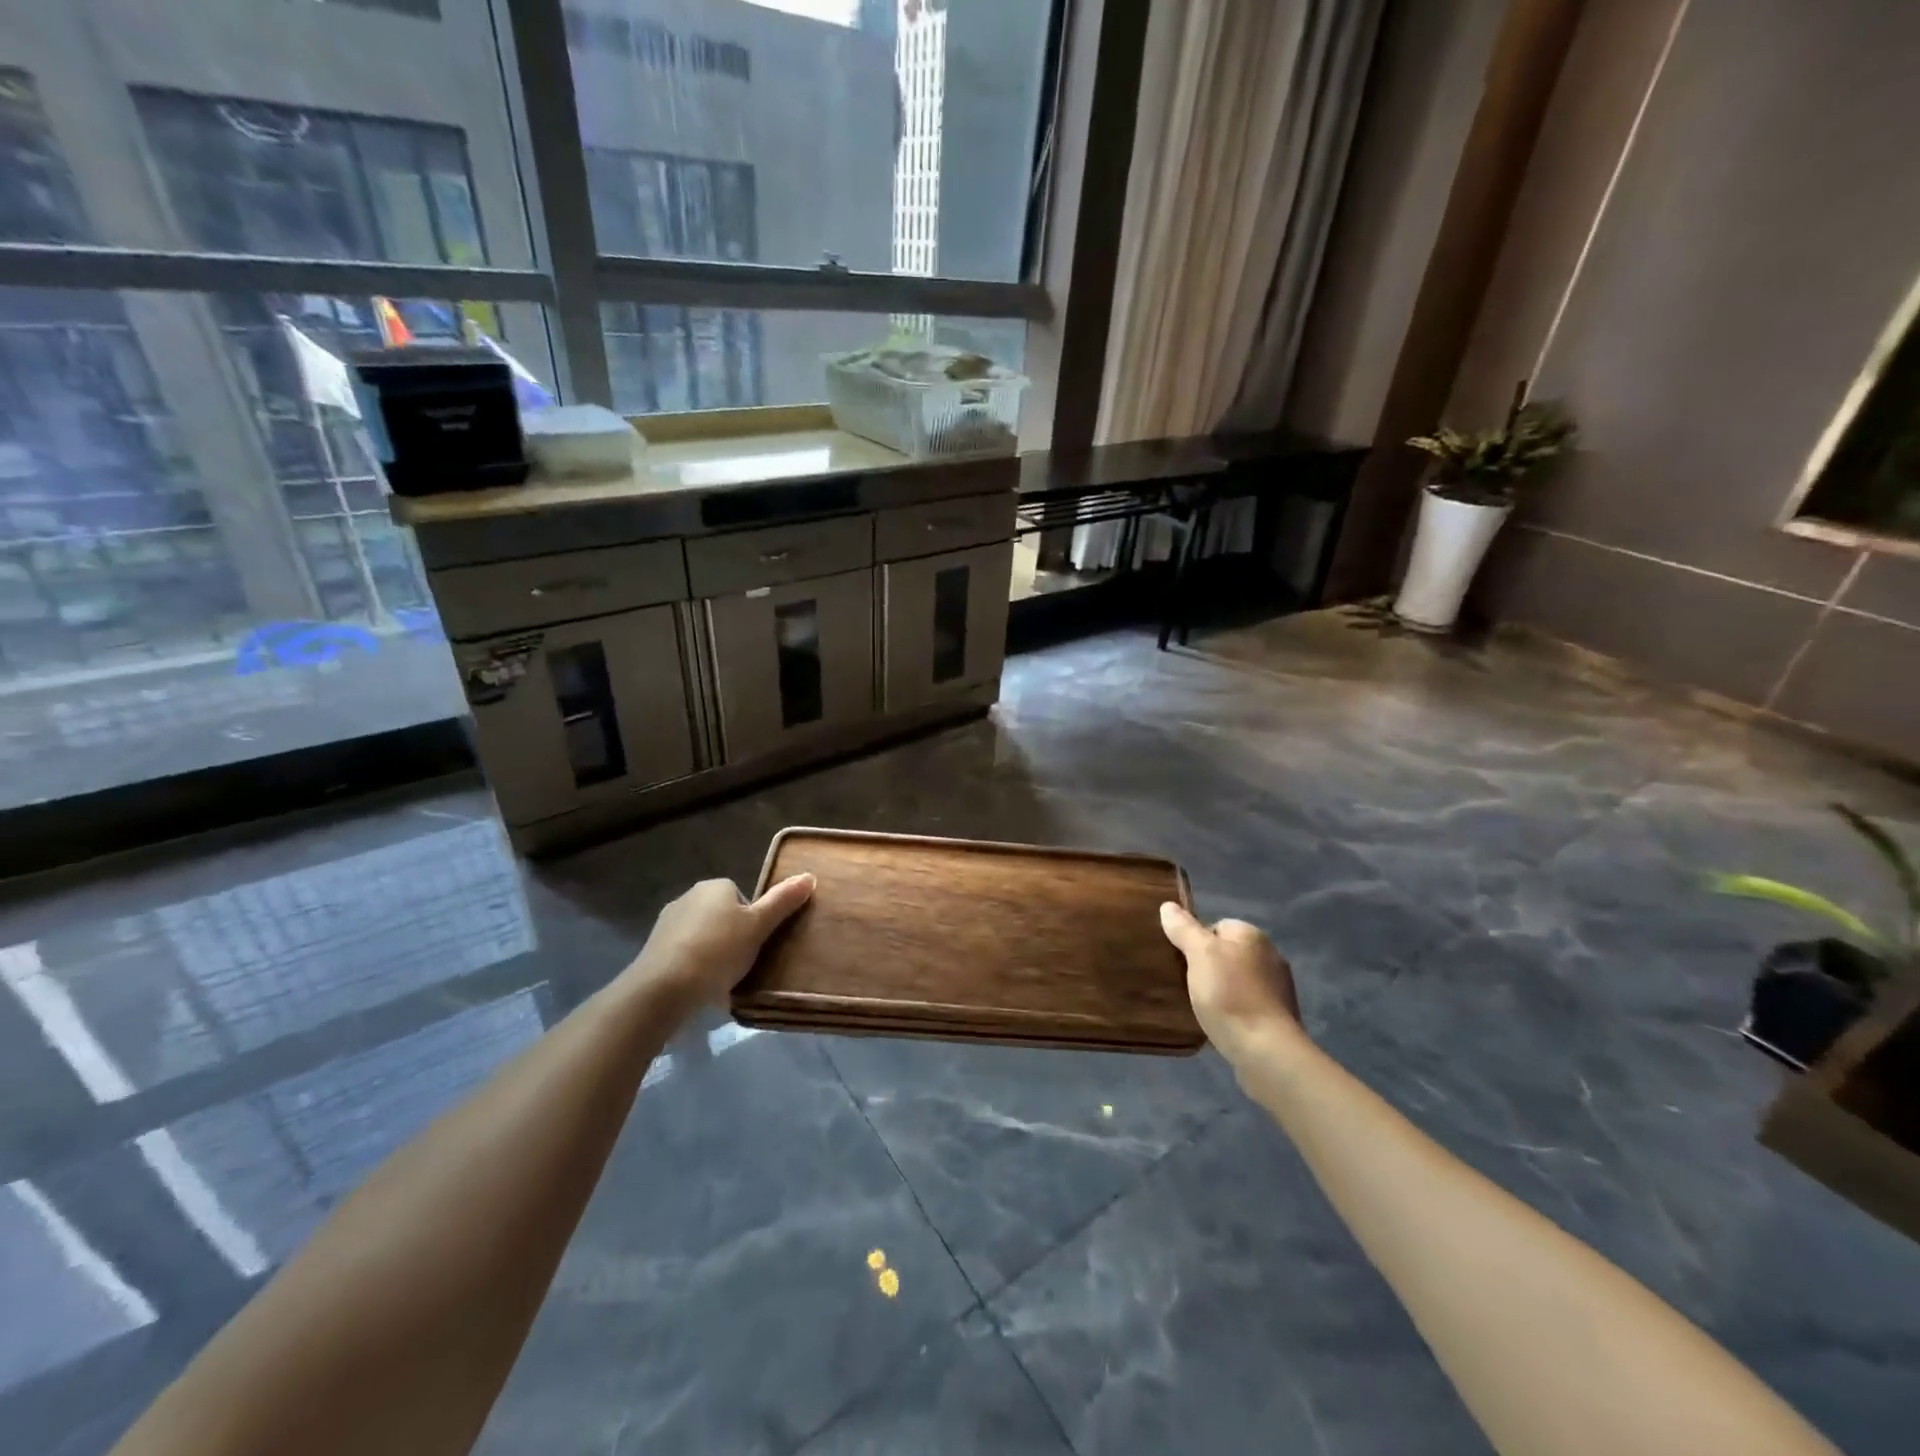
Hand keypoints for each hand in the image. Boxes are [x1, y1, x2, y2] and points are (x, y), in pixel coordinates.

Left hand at [624, 875, 814, 1013]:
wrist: (663, 987)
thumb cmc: (718, 951)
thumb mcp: (759, 926)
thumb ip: (783, 902)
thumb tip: (809, 876)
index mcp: (716, 886)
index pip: (742, 898)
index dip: (752, 921)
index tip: (755, 944)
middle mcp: (689, 896)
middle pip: (722, 915)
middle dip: (731, 936)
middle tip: (742, 963)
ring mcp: (667, 922)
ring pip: (701, 934)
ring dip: (711, 952)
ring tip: (720, 980)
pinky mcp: (652, 948)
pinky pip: (683, 953)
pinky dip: (692, 966)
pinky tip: (698, 987)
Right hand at [1160, 901, 1303, 1067]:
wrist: (1266, 1051)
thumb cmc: (1229, 995)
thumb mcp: (1199, 955)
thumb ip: (1184, 929)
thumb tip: (1168, 906)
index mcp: (1253, 935)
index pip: (1216, 926)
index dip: (1196, 941)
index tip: (1182, 962)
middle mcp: (1270, 955)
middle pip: (1227, 953)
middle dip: (1207, 966)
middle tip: (1187, 984)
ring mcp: (1278, 988)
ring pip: (1237, 980)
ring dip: (1221, 990)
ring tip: (1200, 1006)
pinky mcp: (1278, 1017)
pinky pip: (1247, 1004)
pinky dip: (1233, 1010)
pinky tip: (1220, 1023)